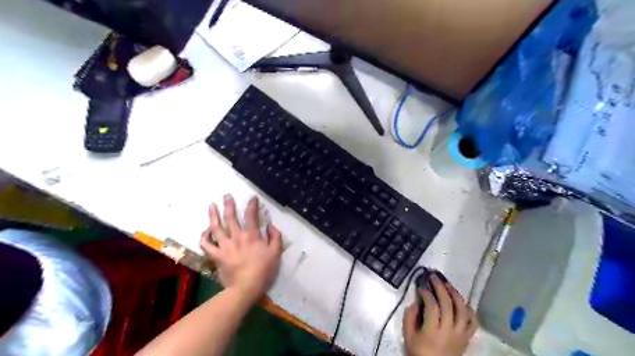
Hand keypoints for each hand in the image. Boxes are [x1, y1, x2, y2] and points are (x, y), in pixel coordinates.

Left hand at [200, 195, 282, 302]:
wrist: (246, 287)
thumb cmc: (263, 270)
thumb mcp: (276, 252)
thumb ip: (275, 237)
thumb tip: (270, 226)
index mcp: (251, 235)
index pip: (251, 215)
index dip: (252, 205)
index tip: (252, 198)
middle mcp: (236, 236)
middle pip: (230, 217)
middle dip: (229, 205)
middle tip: (226, 196)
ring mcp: (224, 246)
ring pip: (216, 227)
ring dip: (213, 215)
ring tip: (211, 206)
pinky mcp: (216, 256)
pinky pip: (206, 245)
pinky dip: (204, 237)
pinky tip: (205, 231)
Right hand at [403, 275, 478, 355]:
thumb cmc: (418, 352)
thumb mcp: (408, 336)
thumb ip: (410, 317)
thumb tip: (417, 302)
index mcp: (432, 331)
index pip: (432, 306)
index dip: (427, 293)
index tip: (421, 286)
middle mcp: (449, 331)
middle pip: (448, 304)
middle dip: (440, 287)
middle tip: (433, 277)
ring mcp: (460, 334)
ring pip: (463, 311)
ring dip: (455, 295)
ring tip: (448, 284)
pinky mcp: (467, 338)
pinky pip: (473, 323)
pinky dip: (470, 311)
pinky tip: (463, 302)